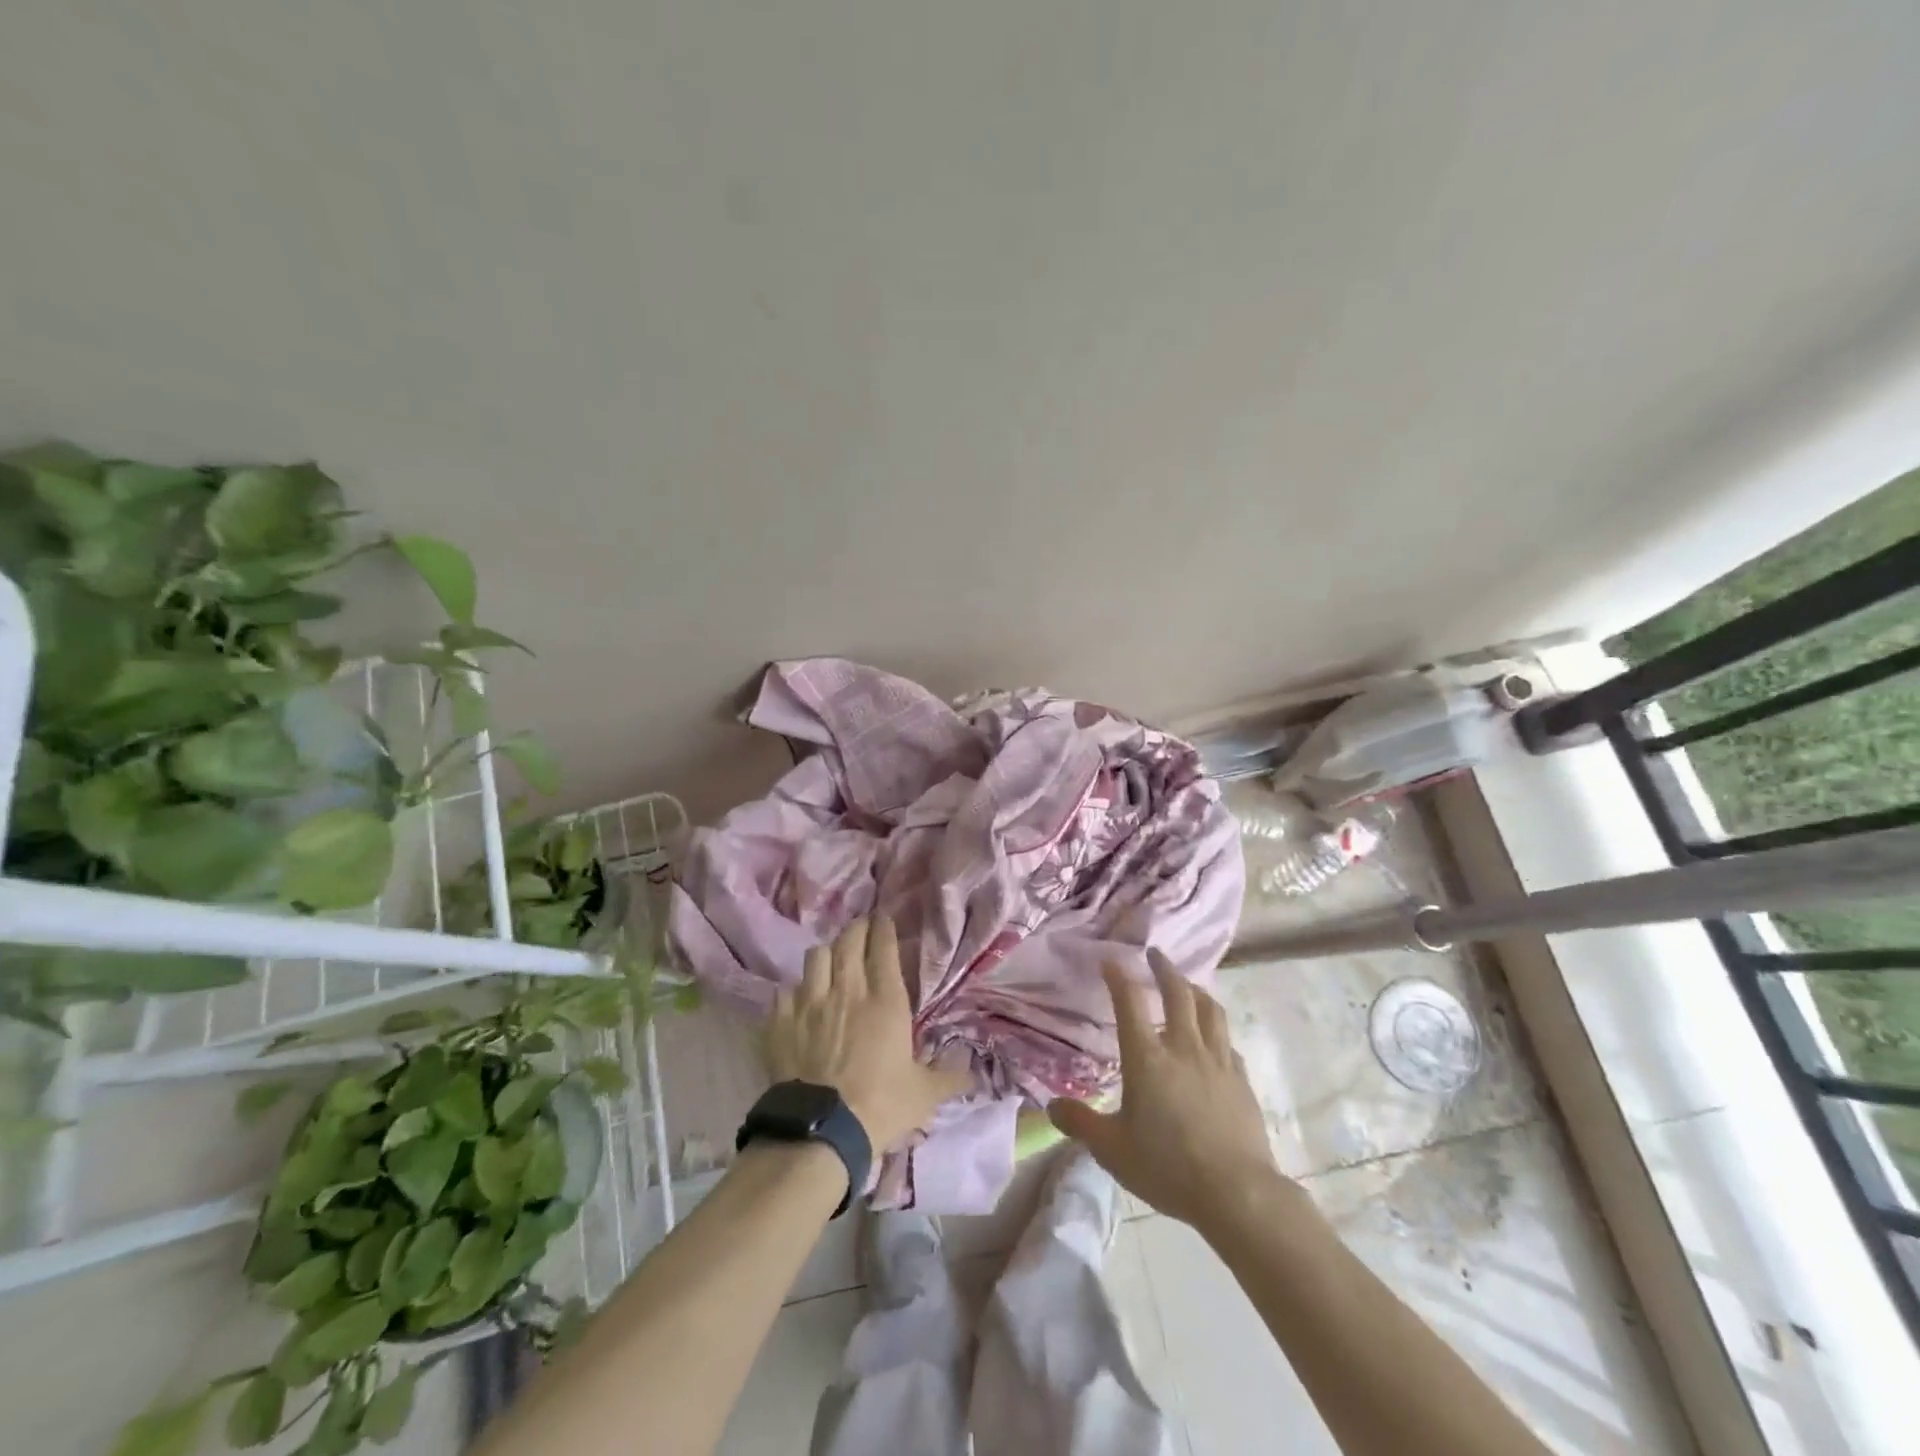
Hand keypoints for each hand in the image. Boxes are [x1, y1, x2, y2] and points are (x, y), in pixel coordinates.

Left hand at [765, 916, 971, 1154]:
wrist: (822, 1131)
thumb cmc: (881, 1106)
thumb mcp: (925, 1094)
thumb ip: (949, 1077)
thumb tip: (974, 1073)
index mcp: (885, 1000)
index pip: (883, 946)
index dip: (884, 927)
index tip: (884, 919)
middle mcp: (847, 990)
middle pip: (848, 940)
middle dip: (856, 929)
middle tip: (861, 930)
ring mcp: (810, 1003)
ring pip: (817, 956)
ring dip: (827, 954)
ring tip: (832, 961)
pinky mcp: (782, 1021)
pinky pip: (786, 990)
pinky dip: (795, 990)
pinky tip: (800, 1000)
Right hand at [1049, 949, 1301, 1230]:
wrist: (1237, 1194)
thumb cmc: (1167, 1167)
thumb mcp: (1112, 1150)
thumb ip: (1080, 1124)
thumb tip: (1051, 1106)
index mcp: (1148, 1058)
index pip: (1130, 1003)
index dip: (1119, 977)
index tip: (1111, 960)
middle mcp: (1184, 1048)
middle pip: (1178, 993)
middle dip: (1164, 968)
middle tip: (1155, 954)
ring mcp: (1218, 1062)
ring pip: (1210, 1010)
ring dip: (1196, 990)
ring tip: (1187, 984)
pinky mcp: (1242, 1081)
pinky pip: (1228, 1043)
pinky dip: (1217, 1030)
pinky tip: (1214, 1039)